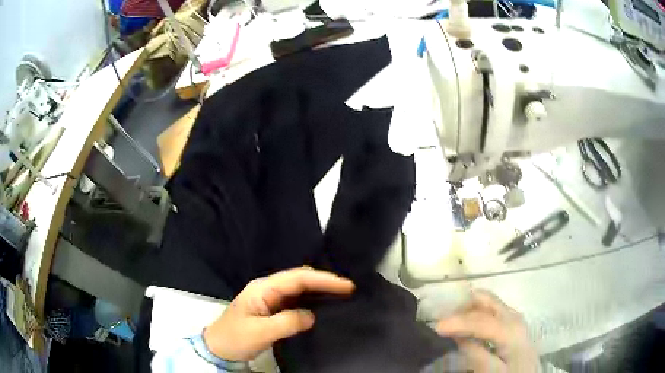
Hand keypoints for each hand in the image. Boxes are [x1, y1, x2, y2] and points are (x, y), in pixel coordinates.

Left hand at [203, 266, 354, 361]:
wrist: (218, 348)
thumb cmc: (235, 338)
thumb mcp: (259, 332)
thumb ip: (286, 322)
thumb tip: (312, 316)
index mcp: (263, 289)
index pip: (297, 278)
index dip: (323, 280)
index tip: (346, 286)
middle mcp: (267, 289)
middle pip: (300, 279)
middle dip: (324, 282)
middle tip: (349, 289)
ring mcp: (269, 299)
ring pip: (299, 288)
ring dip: (319, 290)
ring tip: (341, 295)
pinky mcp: (272, 309)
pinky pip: (296, 300)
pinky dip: (312, 300)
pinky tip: (323, 305)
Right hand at [436, 290, 538, 372]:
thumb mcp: (492, 370)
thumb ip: (475, 352)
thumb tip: (456, 335)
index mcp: (510, 329)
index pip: (479, 319)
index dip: (456, 321)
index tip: (435, 327)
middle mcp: (512, 316)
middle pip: (484, 299)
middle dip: (461, 306)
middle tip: (442, 321)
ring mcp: (513, 317)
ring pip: (487, 302)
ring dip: (466, 309)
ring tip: (449, 323)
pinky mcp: (511, 321)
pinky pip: (490, 310)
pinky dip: (474, 313)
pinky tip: (465, 326)